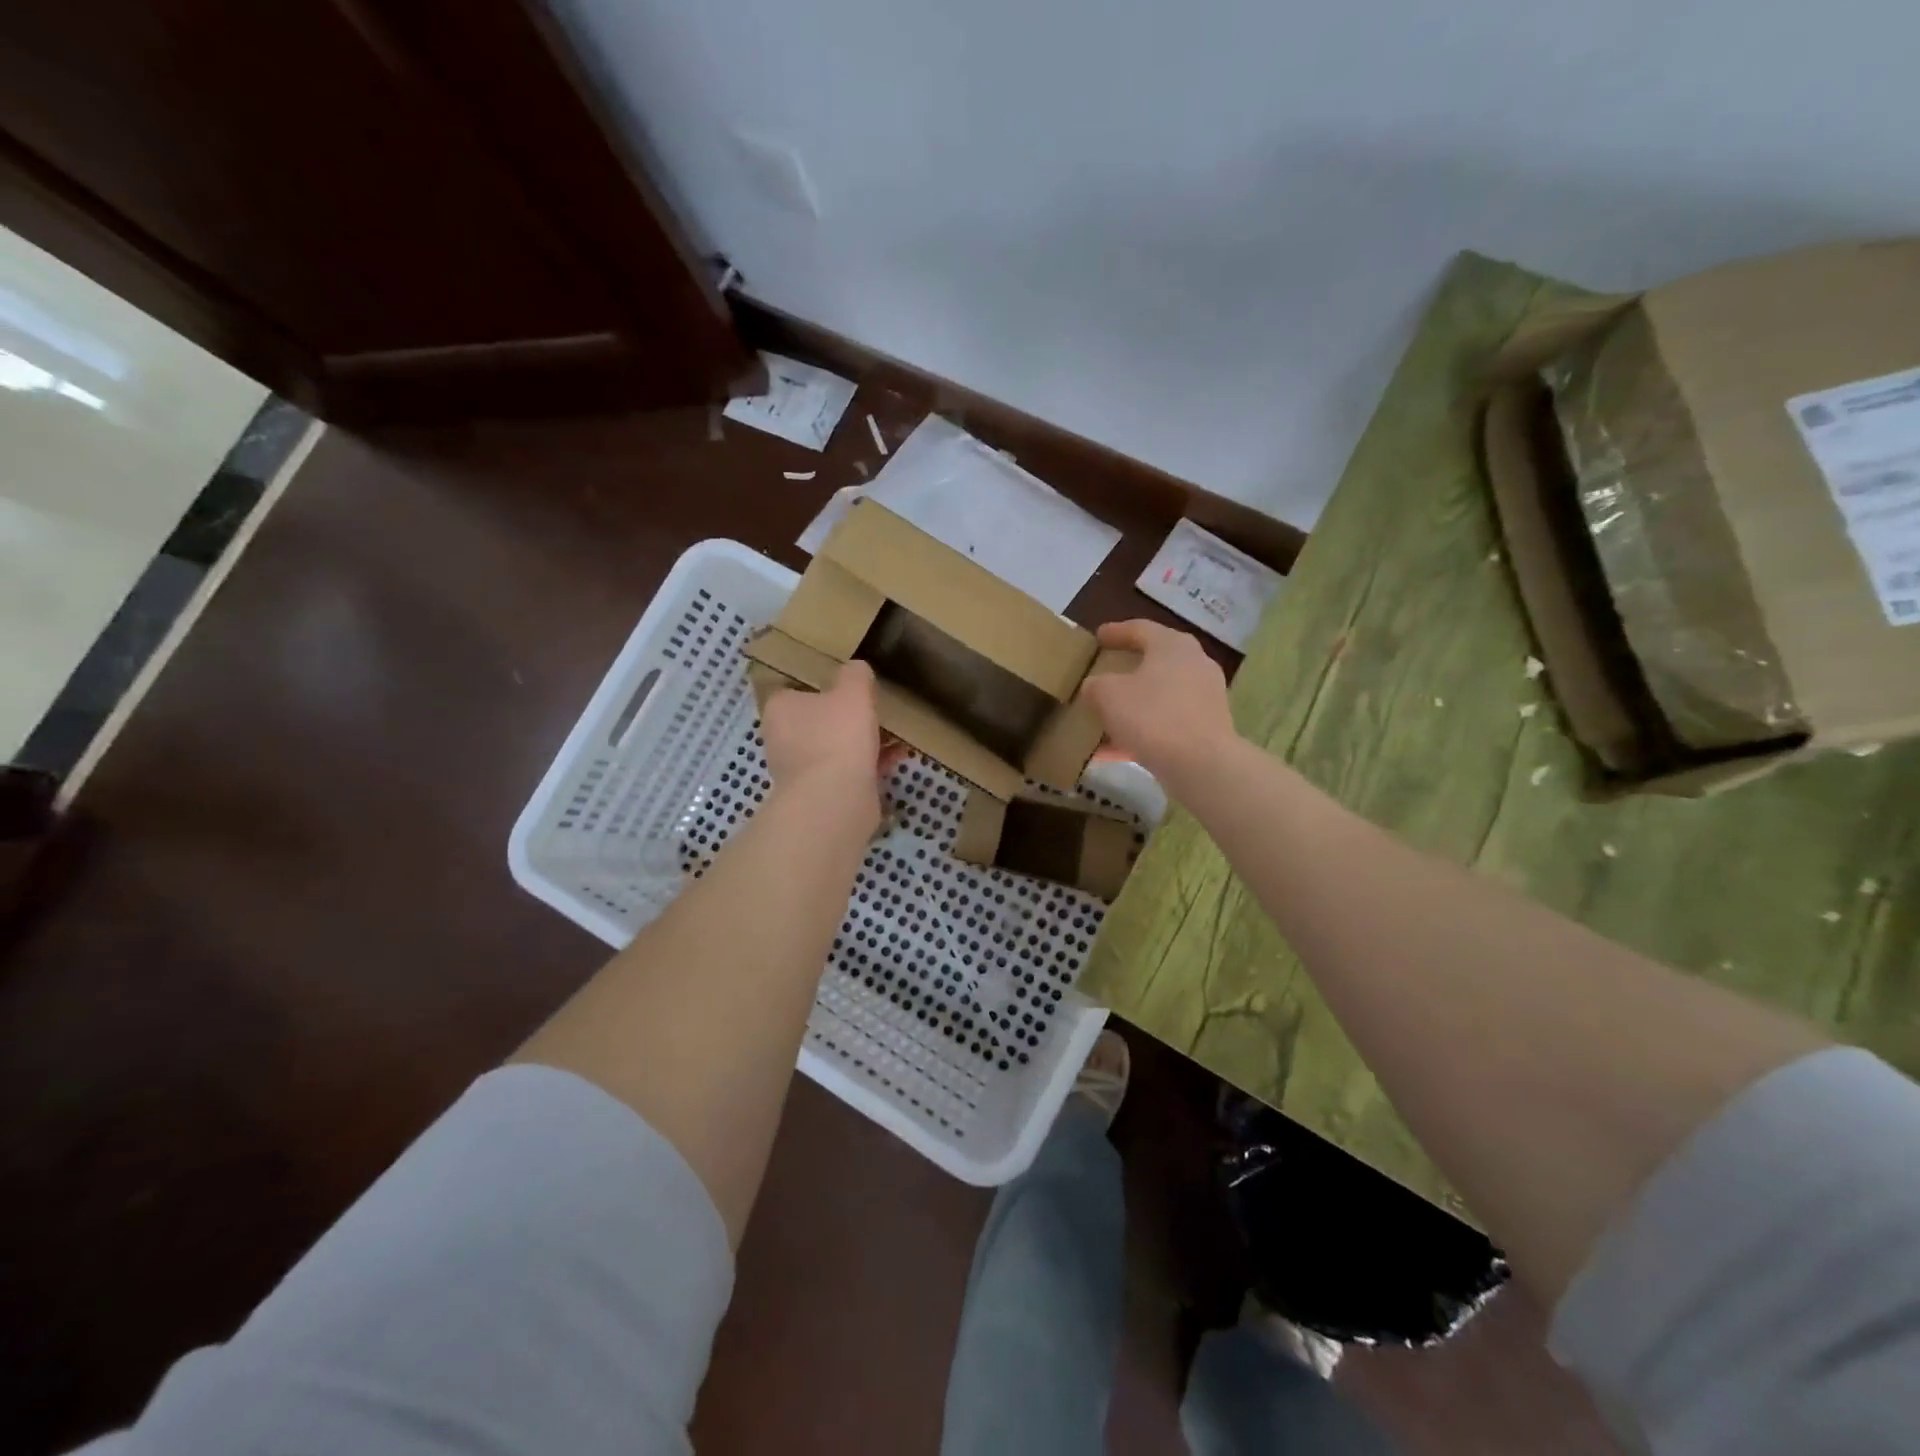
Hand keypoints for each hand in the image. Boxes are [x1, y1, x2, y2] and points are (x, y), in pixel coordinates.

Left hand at [761, 662, 898, 832]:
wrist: (836, 800)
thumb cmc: (837, 736)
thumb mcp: (853, 691)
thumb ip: (855, 674)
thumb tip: (857, 669)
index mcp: (780, 708)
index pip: (795, 688)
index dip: (821, 684)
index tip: (848, 683)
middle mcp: (783, 738)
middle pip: (818, 719)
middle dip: (847, 715)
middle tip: (876, 706)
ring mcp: (801, 769)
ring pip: (836, 746)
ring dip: (864, 740)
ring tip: (896, 731)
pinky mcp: (822, 793)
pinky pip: (849, 769)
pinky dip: (871, 762)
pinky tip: (899, 755)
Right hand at [1079, 620, 1235, 787]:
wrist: (1200, 763)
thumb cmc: (1151, 716)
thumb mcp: (1107, 695)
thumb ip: (1096, 685)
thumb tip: (1096, 686)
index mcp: (1172, 645)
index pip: (1141, 629)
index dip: (1116, 632)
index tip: (1099, 636)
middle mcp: (1194, 664)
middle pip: (1155, 661)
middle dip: (1128, 669)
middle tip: (1106, 672)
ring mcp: (1205, 696)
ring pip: (1160, 696)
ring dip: (1133, 706)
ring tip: (1105, 718)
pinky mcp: (1207, 727)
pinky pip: (1167, 723)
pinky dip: (1143, 731)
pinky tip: (1116, 751)